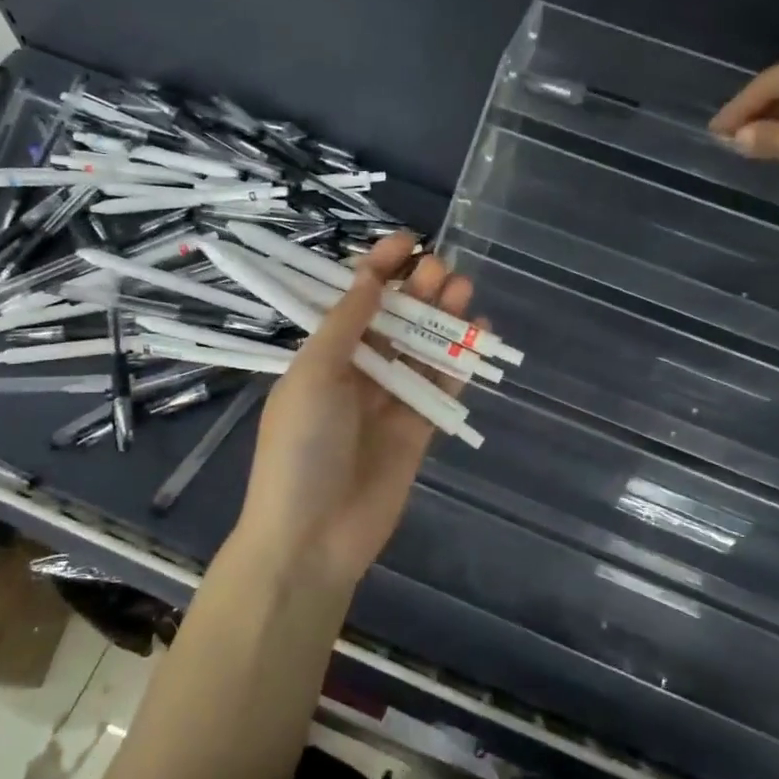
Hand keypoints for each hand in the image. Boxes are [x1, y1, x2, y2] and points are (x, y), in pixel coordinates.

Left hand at [233, 232, 474, 585]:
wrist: (312, 536)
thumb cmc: (301, 446)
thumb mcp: (314, 374)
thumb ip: (347, 324)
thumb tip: (372, 275)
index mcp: (322, 356)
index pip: (354, 301)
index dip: (378, 269)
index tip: (406, 241)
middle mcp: (356, 373)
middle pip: (393, 322)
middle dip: (417, 291)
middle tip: (443, 268)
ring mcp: (388, 402)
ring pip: (421, 350)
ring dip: (442, 319)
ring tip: (464, 289)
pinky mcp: (417, 431)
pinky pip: (441, 387)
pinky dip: (458, 361)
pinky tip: (478, 333)